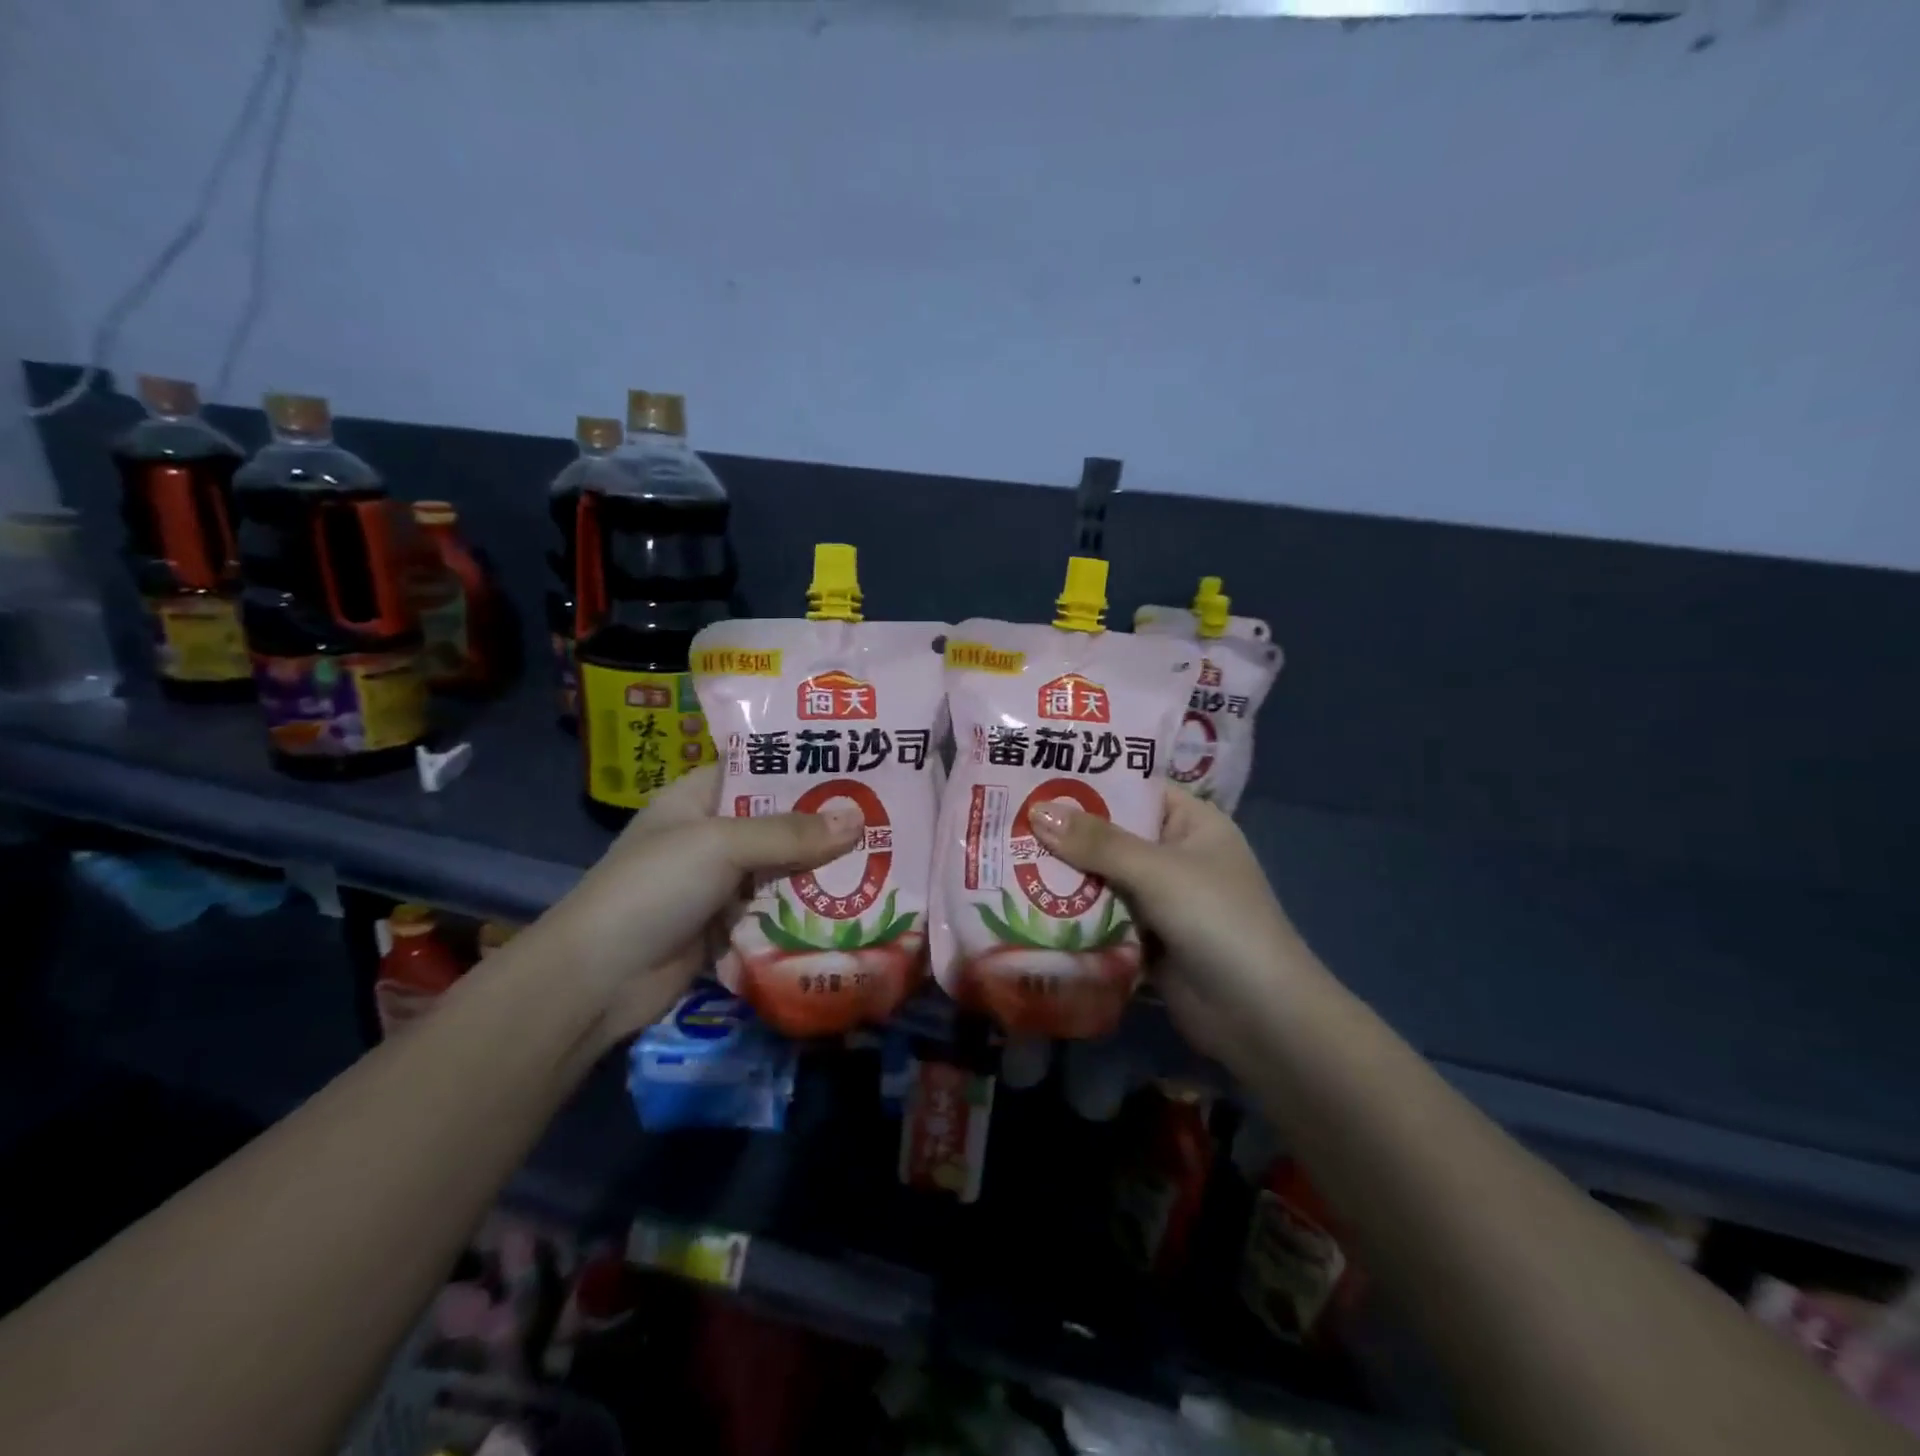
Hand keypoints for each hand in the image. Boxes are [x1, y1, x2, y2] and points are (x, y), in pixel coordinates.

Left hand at [534, 765, 860, 1045]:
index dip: (802, 762)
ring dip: (822, 868)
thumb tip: (858, 820)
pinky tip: (854, 904)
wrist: (597, 981)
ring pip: (782, 867)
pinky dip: (808, 908)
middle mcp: (710, 835)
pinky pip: (777, 909)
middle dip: (824, 820)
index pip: (756, 766)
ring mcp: (719, 883)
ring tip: (883, 855)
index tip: (855, 760)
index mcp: (697, 798)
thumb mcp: (720, 845)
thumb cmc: (653, 888)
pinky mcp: (729, 925)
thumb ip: (789, 832)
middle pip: (777, 819)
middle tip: (885, 812)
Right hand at [1029, 789, 1321, 1063]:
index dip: (1087, 782)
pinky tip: (1025, 904)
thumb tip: (1038, 810)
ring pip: (1101, 878)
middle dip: (1064, 833)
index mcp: (1190, 823)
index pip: (1132, 789)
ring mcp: (1159, 899)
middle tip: (1003, 818)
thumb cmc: (1217, 921)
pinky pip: (1102, 916)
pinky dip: (1072, 913)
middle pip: (1110, 835)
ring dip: (1062, 875)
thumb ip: (1098, 842)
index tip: (1033, 775)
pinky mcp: (1145, 938)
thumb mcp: (1157, 871)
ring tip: (1002, 857)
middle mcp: (1174, 854)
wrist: (1259, 1017)